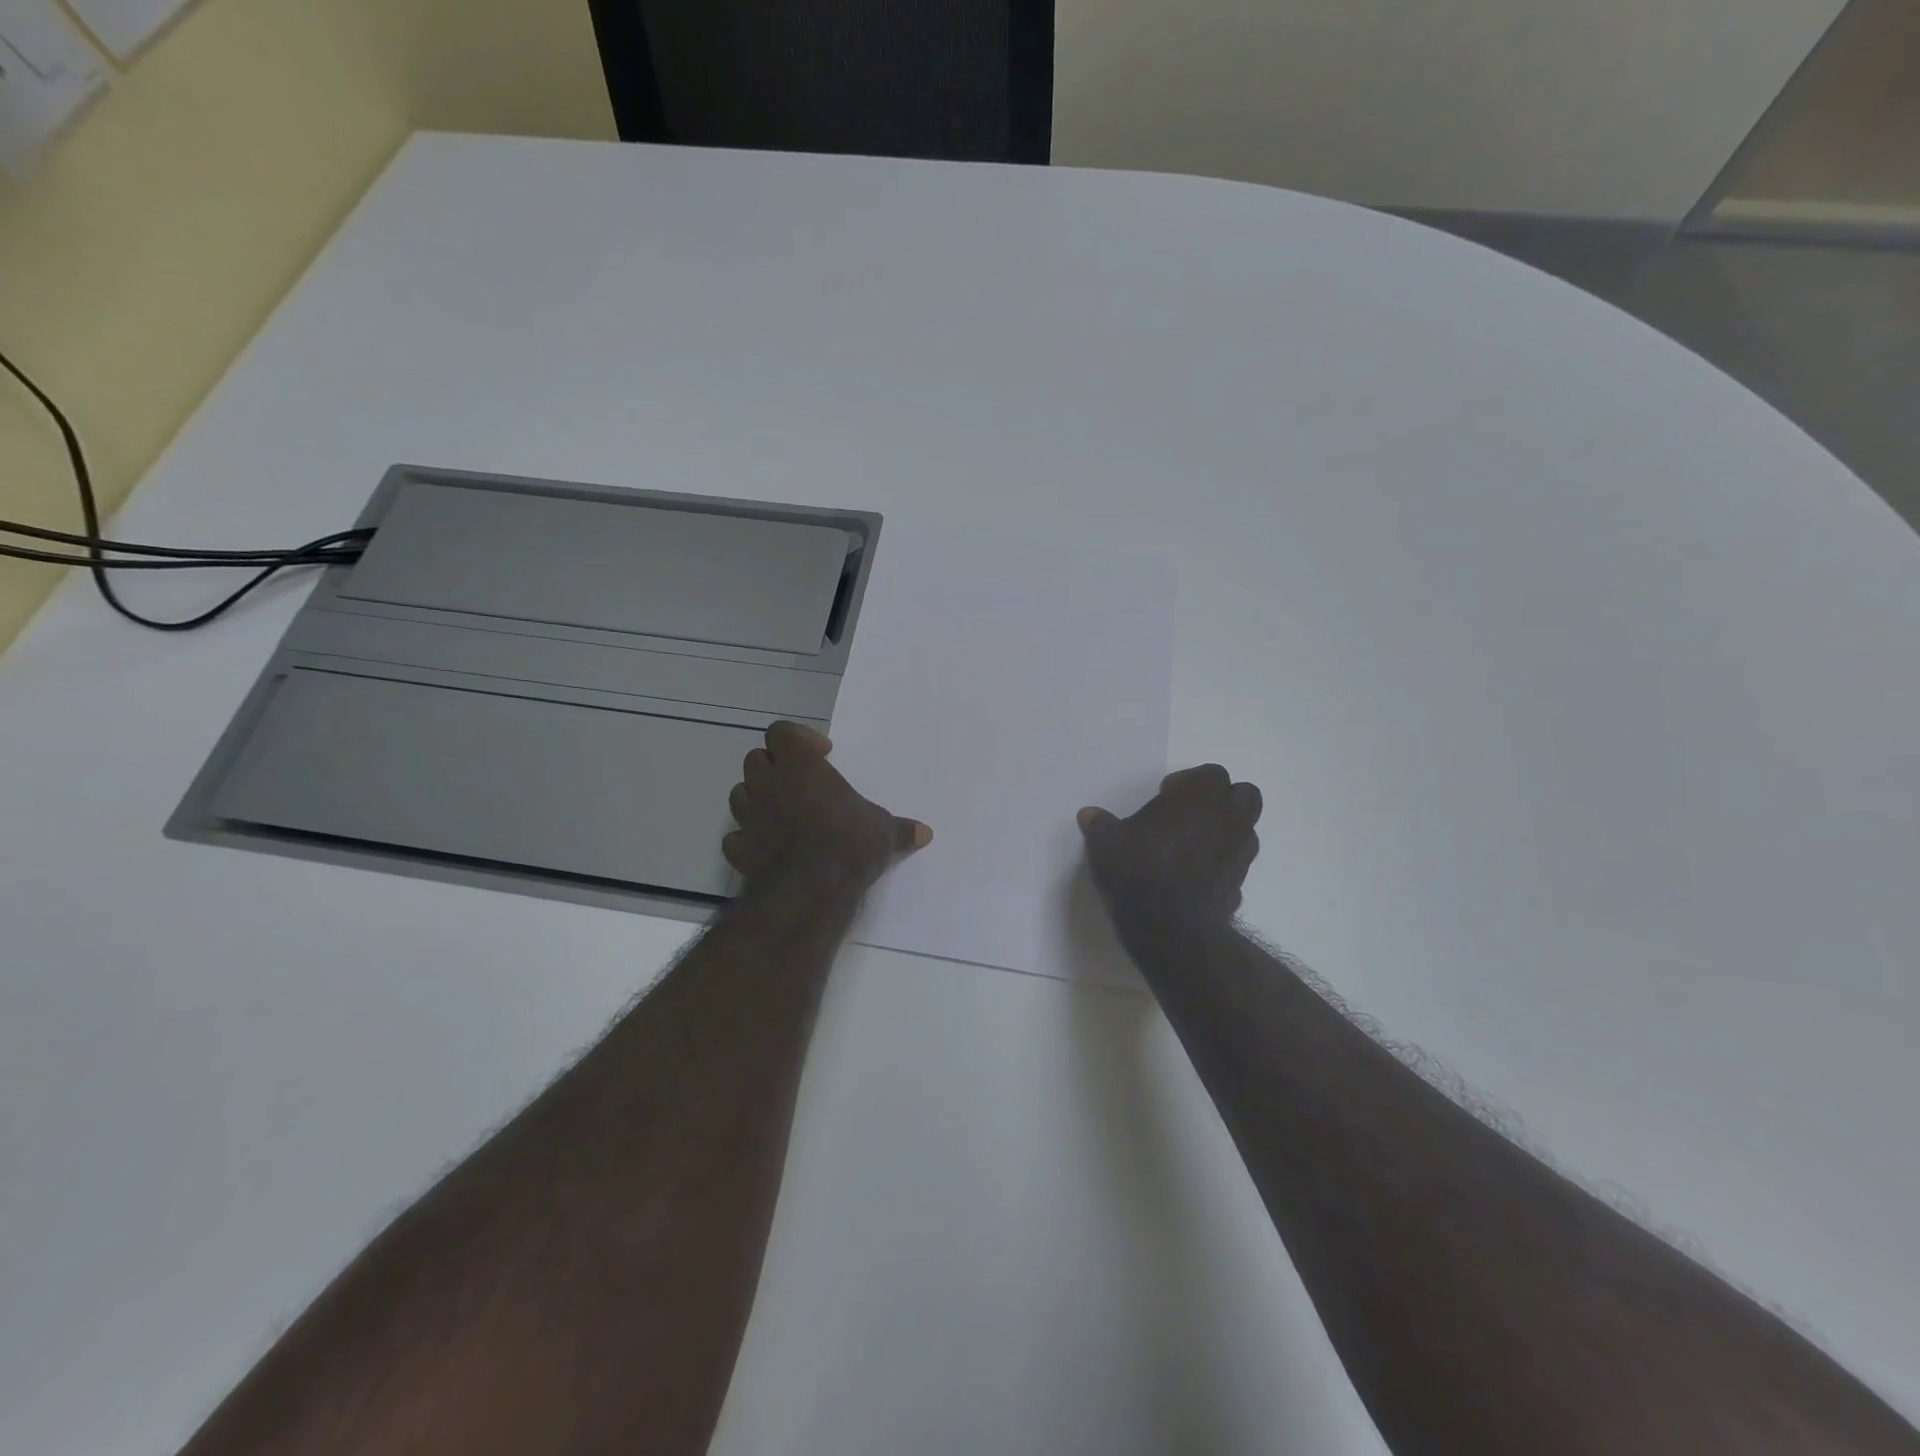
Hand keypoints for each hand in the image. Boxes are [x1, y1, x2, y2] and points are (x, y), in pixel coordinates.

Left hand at [724, 721, 930, 892]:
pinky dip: (748, 838)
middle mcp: (769, 784)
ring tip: (783, 813)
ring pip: (739, 793)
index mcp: (800, 765)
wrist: (811, 888)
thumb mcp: (884, 832)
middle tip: (801, 783)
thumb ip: (900, 829)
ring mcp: (749, 817)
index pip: (781, 732)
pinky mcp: (739, 850)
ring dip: (758, 798)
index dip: (798, 738)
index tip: (822, 755)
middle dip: (775, 766)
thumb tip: (925, 833)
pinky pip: (736, 836)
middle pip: (756, 759)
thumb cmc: (849, 843)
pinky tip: (767, 848)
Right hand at [1078, 765, 1261, 929]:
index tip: (1165, 797)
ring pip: (1245, 829)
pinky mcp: (1242, 884)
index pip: (1211, 774)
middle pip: (1243, 795)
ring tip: (1190, 846)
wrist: (1170, 927)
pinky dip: (1221, 864)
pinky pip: (1235, 863)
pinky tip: (1194, 876)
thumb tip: (1089, 815)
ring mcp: (1241, 853)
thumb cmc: (1139, 868)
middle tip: (1187, 814)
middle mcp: (1230, 818)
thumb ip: (1101, 825)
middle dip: (1221, 800)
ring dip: (1224, 831)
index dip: (1189, 782)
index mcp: (1202, 795)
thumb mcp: (1106, 842)